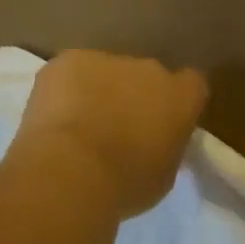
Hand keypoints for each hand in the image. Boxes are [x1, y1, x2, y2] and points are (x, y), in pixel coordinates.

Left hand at [11, 51, 209, 218]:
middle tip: (116, 128)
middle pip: (146, 76)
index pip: (191, 84)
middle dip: (134, 95)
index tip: (163, 121)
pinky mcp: (71, 60)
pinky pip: (71, 70)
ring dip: (98, 90)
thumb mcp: (163, 176)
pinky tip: (53, 116)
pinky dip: (64, 88)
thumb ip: (165, 147)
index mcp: (181, 97)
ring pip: (106, 71)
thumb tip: (156, 142)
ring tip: (78, 125)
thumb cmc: (126, 183)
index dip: (176, 101)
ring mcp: (108, 60)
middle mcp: (150, 69)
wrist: (72, 169)